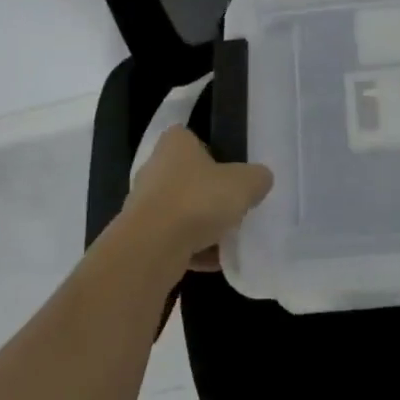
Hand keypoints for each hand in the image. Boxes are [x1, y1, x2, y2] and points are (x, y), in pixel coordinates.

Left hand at [122, 126, 274, 268]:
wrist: (152, 249)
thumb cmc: (199, 200)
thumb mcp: (245, 183)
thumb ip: (257, 178)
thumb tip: (259, 180)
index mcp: (175, 145)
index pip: (190, 137)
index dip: (209, 150)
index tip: (227, 168)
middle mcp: (153, 169)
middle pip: (186, 177)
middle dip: (208, 192)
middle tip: (233, 205)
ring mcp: (143, 204)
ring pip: (180, 210)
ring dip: (201, 224)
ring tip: (227, 238)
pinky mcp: (140, 236)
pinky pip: (173, 239)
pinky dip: (192, 249)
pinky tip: (214, 261)